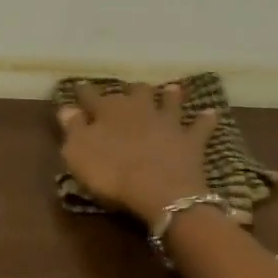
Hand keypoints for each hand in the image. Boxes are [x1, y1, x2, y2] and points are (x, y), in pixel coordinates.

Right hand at [57, 81, 217, 226]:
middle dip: (130, 90)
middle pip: (135, 93)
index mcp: (108, 110)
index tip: (78, 87)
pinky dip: (205, 120)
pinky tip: (210, 113)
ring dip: (169, 95)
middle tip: (129, 90)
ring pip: (169, 102)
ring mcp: (168, 122)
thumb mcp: (78, 153)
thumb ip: (73, 128)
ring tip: (171, 89)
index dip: (83, 92)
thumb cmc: (111, 172)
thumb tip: (67, 108)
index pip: (91, 96)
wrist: (159, 190)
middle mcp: (139, 109)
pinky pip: (200, 126)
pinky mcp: (191, 140)